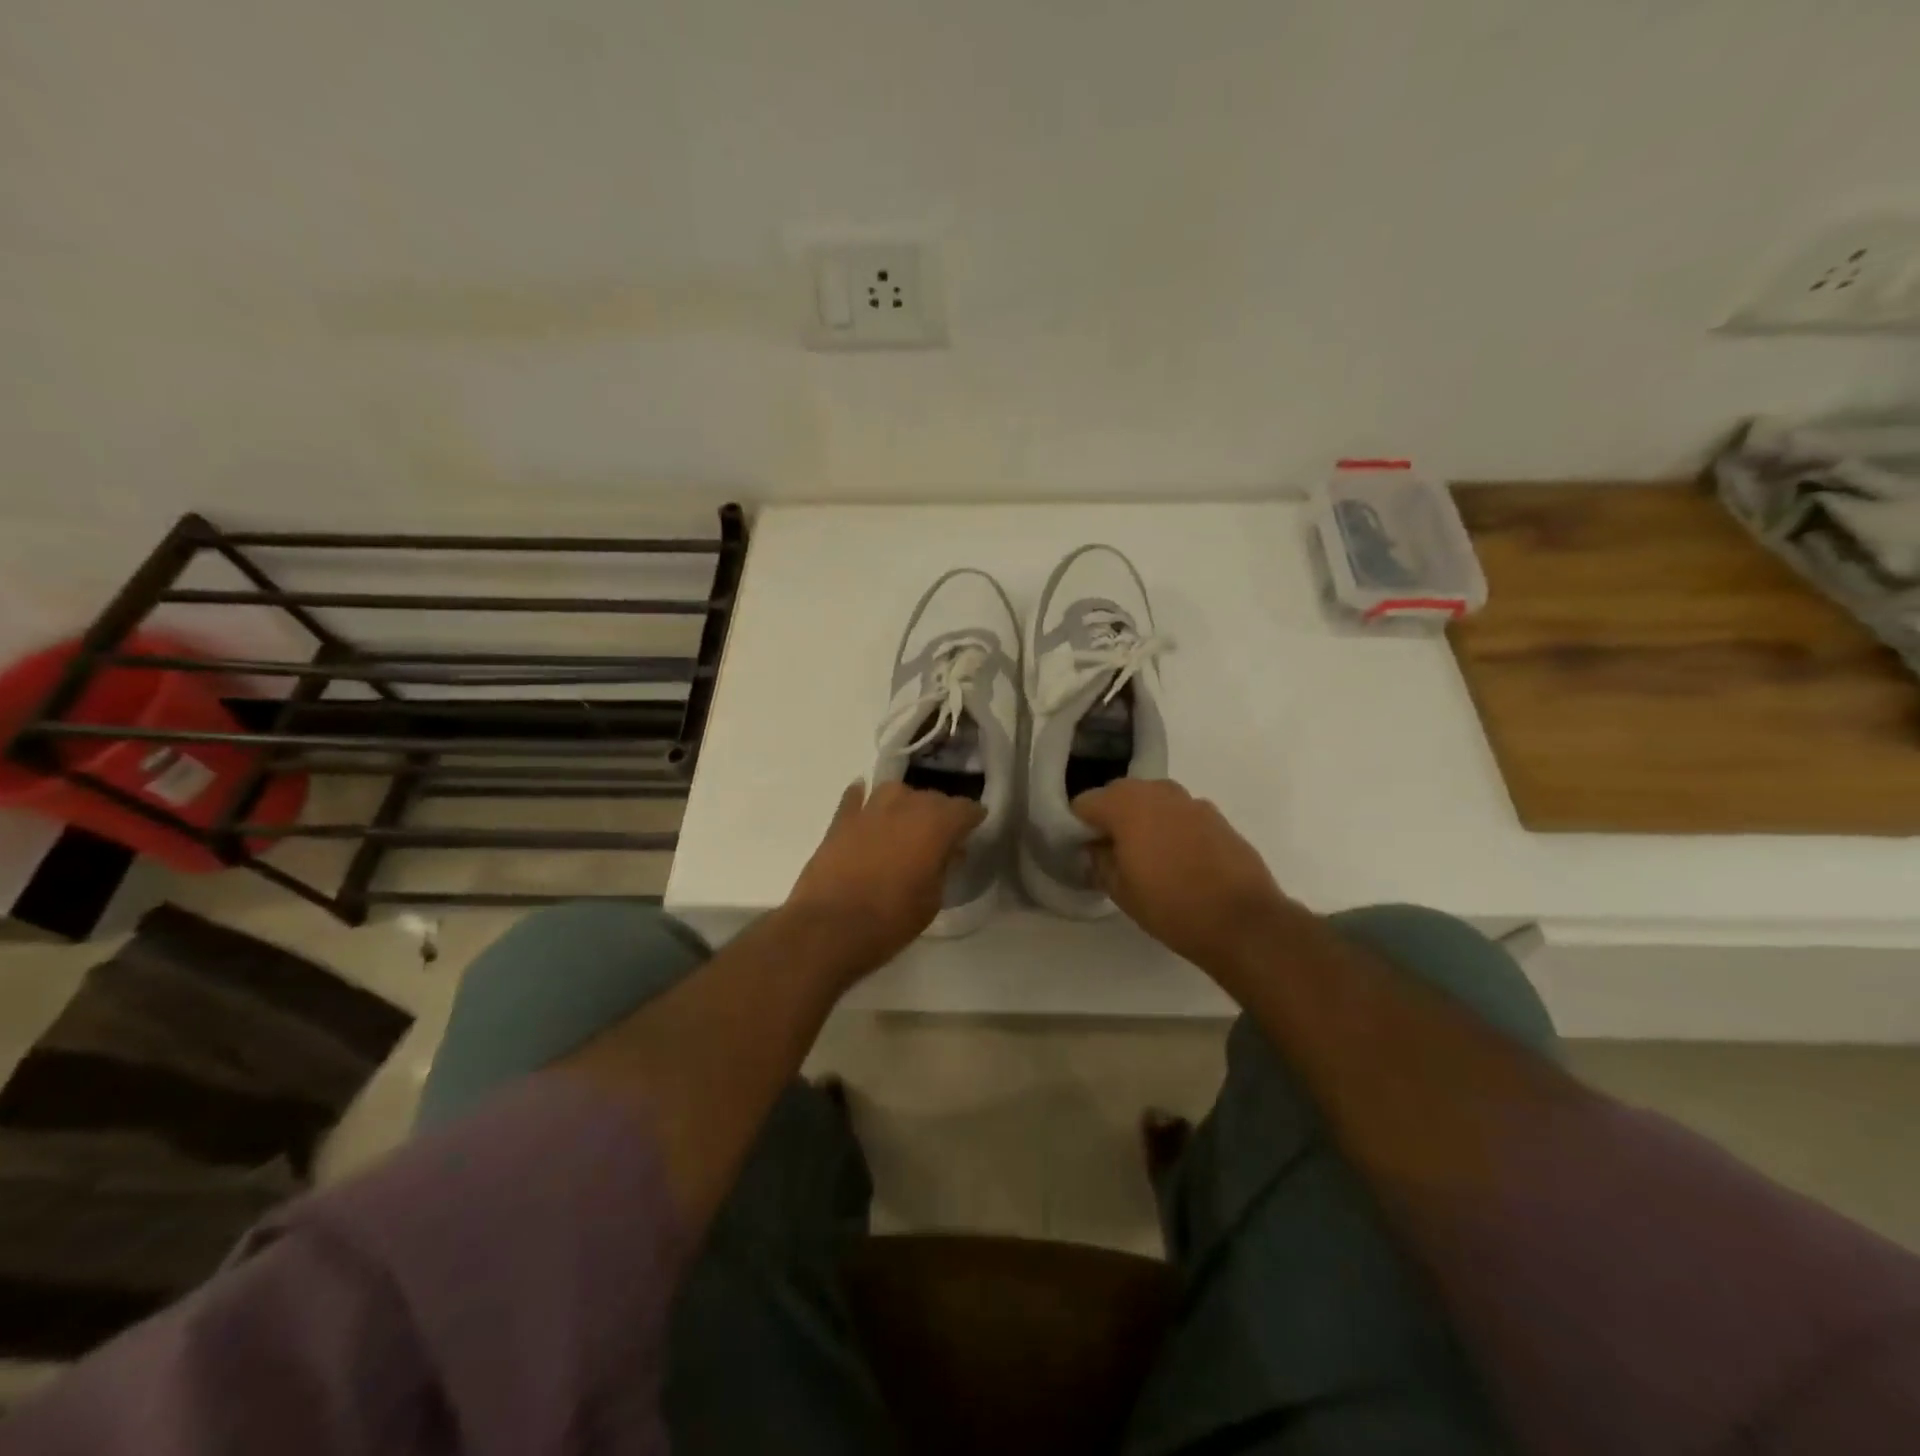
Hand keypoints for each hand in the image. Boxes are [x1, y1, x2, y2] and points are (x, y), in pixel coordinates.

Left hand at [784, 781, 984, 979]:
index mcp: (935, 824)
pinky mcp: (840, 820)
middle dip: (940, 813)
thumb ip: (944, 866)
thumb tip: (950, 850)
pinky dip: (864, 800)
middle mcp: (905, 805)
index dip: (972, 819)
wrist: (830, 928)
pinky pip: (856, 798)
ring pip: (895, 791)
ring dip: (904, 804)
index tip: (974, 830)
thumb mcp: (932, 899)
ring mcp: (869, 809)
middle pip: (931, 797)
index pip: (965, 808)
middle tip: (941, 836)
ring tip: (906, 824)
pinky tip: (866, 807)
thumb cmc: (891, 919)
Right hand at [1073, 779, 1292, 978]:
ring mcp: (1191, 800)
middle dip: (1110, 818)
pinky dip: (1171, 828)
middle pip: (1119, 795)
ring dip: (1142, 820)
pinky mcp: (1217, 816)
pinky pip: (1180, 814)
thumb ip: (1100, 860)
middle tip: (1111, 853)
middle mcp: (1157, 791)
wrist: (1243, 921)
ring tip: (1146, 856)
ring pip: (1152, 801)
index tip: (1082, 850)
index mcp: (1126, 804)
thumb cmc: (1171, 906)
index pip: (1085, 802)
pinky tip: (1179, 860)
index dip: (1078, 826)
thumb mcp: (1120, 890)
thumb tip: (1096, 847)